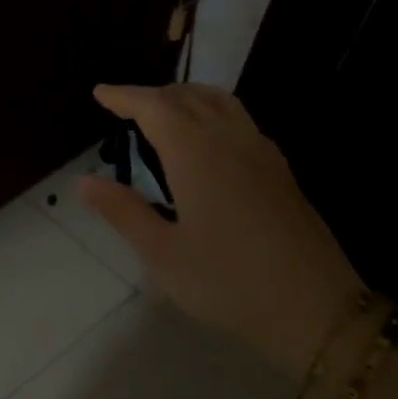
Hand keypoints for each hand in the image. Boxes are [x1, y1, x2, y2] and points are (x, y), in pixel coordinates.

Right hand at [78, 82, 363, 373]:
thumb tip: (85, 181)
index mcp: (196, 154)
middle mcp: (231, 140)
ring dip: (187, 97)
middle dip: (154, 95)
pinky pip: (241, 121)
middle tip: (125, 106)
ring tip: (164, 112)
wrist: (312, 305)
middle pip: (189, 97)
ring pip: (222, 103)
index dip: (125, 96)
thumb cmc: (226, 282)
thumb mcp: (162, 253)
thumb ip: (123, 211)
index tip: (101, 93)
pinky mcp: (280, 171)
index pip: (155, 107)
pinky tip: (208, 141)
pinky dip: (213, 113)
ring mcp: (262, 153)